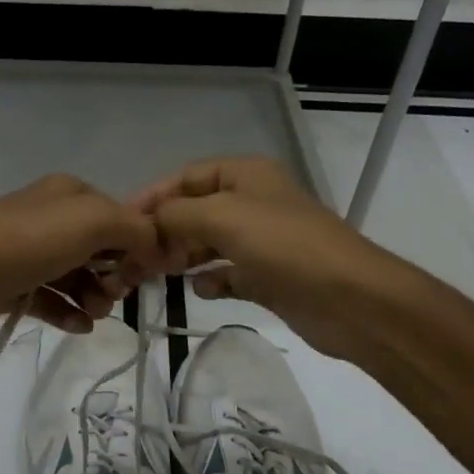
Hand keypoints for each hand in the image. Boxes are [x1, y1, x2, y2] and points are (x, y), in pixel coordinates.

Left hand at [0, 174, 157, 352]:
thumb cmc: (25, 244)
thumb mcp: (91, 222)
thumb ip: (135, 228)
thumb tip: (157, 245)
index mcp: (68, 194)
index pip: (121, 215)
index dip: (140, 243)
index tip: (149, 273)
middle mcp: (49, 218)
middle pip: (101, 247)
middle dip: (116, 273)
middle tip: (115, 293)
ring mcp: (29, 253)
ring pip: (78, 275)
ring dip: (95, 296)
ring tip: (94, 313)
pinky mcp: (12, 286)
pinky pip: (53, 299)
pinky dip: (69, 312)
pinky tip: (79, 326)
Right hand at [134, 156, 400, 362]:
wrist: (351, 299)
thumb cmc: (285, 246)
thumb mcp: (223, 217)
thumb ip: (177, 215)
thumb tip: (148, 224)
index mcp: (246, 175)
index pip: (188, 176)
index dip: (154, 196)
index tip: (123, 222)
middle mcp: (255, 202)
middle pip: (197, 210)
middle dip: (166, 230)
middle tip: (136, 258)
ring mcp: (264, 241)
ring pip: (211, 242)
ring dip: (184, 255)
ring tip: (158, 274)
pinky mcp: (271, 277)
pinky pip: (230, 273)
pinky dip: (212, 279)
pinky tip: (199, 289)